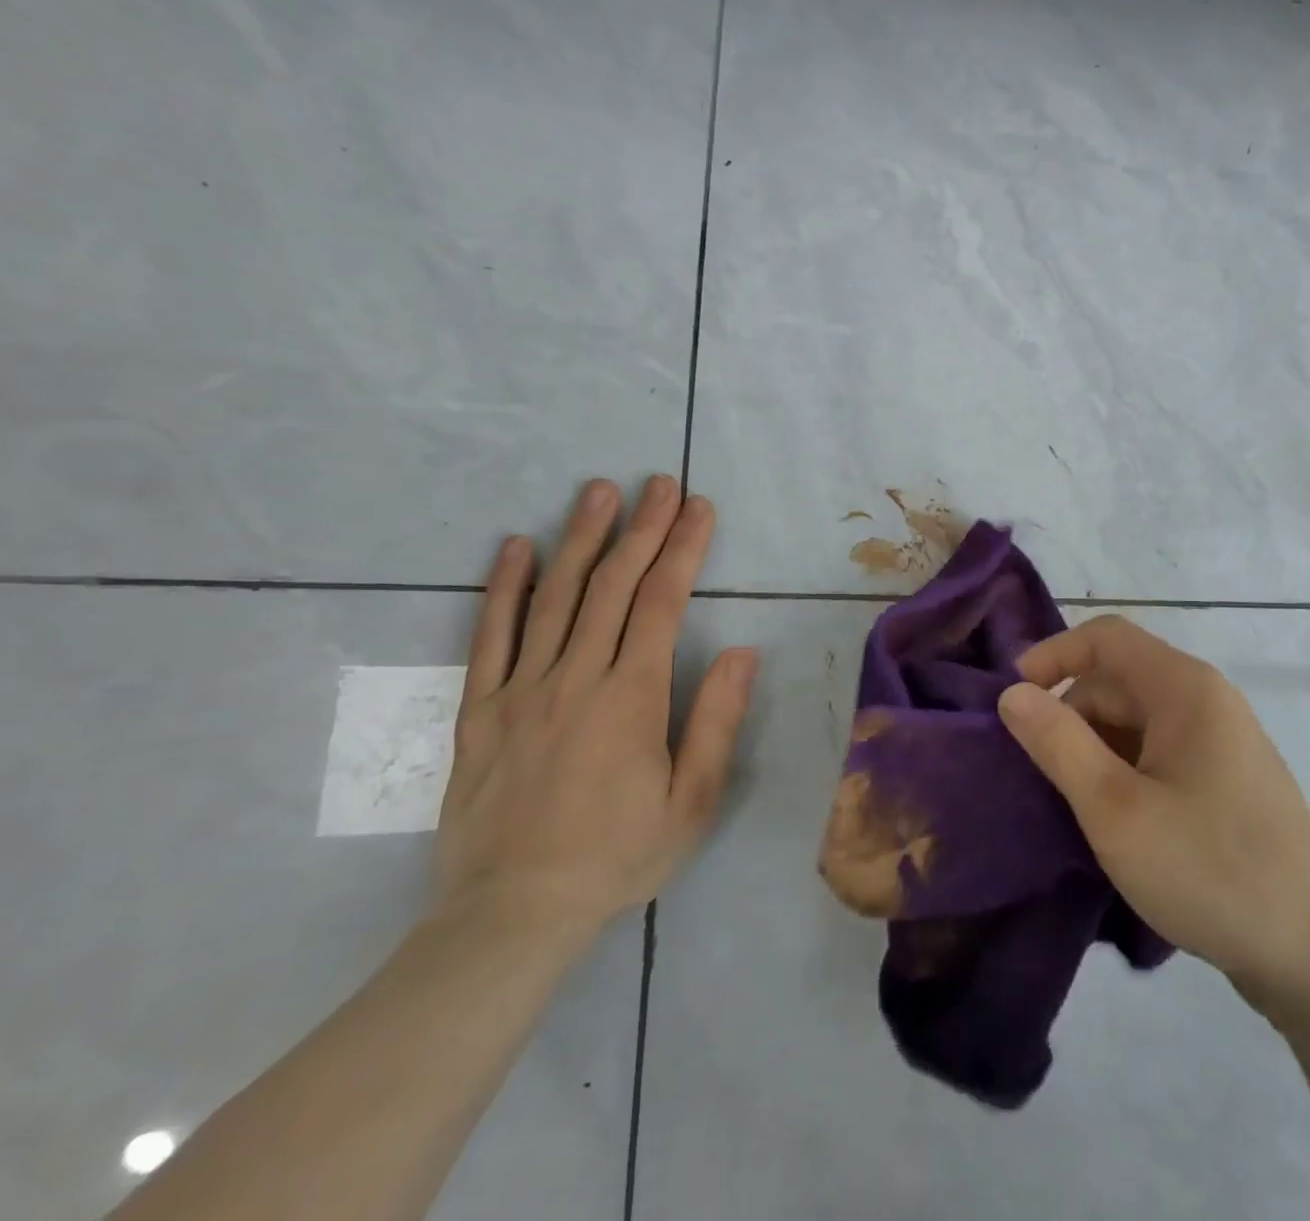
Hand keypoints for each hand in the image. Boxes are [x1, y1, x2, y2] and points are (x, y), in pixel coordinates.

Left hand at [434, 475, 757, 946]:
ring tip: (598, 491)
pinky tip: (516, 547)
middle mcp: (575, 677)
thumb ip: (716, 721)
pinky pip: (490, 636)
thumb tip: (741, 651)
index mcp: (631, 697)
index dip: (683, 549)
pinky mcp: (480, 709)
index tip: (699, 508)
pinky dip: (504, 587)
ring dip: (580, 538)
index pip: (661, 602)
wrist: (510, 914)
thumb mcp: (690, 802)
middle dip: (641, 528)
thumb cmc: (616, 856)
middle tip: (659, 482)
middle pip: (612, 585)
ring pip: (554, 597)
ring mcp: (521, 689)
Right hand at [997, 615, 1309, 1019]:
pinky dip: (1124, 771)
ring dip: (1095, 749)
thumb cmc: (1209, 869)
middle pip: (1119, 681)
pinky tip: (1113, 821)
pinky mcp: (1228, 782)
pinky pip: (1160, 753)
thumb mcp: (1115, 808)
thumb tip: (1012, 693)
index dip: (1052, 655)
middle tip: (1037, 774)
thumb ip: (1057, 742)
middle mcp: (1207, 701)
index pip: (1105, 637)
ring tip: (1070, 804)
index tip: (1011, 700)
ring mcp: (1223, 742)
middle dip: (1070, 715)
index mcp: (1185, 688)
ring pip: (1137, 721)